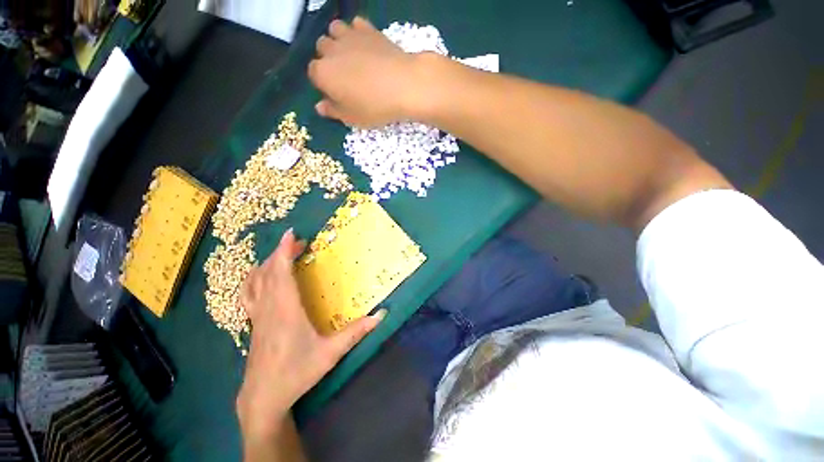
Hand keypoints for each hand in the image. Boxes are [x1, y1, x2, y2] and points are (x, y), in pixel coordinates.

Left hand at [236, 229, 383, 439]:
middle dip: (281, 252)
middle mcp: (268, 307)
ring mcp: (257, 314)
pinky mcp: (253, 322)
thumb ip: (356, 332)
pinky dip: (253, 279)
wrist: (264, 396)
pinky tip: (260, 276)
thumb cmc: (297, 372)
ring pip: (256, 280)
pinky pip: (248, 293)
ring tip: (282, 255)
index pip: (281, 272)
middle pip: (269, 271)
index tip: (291, 233)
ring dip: (268, 263)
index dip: (284, 251)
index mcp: (286, 310)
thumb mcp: (330, 353)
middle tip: (299, 242)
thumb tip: (381, 315)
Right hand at [308, 17, 428, 127]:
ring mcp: (349, 36)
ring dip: (339, 41)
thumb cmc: (374, 107)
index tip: (336, 93)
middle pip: (322, 49)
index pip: (313, 74)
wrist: (403, 86)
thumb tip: (319, 106)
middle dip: (329, 59)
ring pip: (334, 30)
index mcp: (323, 73)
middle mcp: (330, 50)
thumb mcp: (352, 118)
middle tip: (346, 76)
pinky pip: (355, 24)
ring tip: (352, 57)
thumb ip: (333, 111)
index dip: (323, 83)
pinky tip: (366, 46)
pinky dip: (357, 32)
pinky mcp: (368, 28)